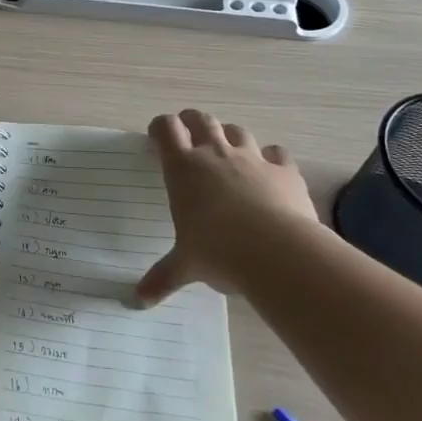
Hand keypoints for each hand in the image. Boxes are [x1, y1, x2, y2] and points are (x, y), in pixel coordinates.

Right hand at [135, 109, 318, 306]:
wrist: (278, 252)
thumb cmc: (218, 252)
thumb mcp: (185, 265)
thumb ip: (162, 277)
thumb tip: (137, 301)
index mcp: (184, 168)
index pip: (166, 129)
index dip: (160, 128)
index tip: (157, 137)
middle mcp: (215, 154)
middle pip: (201, 119)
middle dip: (192, 121)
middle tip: (189, 133)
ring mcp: (252, 158)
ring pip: (237, 131)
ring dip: (230, 136)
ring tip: (228, 150)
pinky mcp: (284, 170)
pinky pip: (277, 152)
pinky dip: (271, 157)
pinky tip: (270, 169)